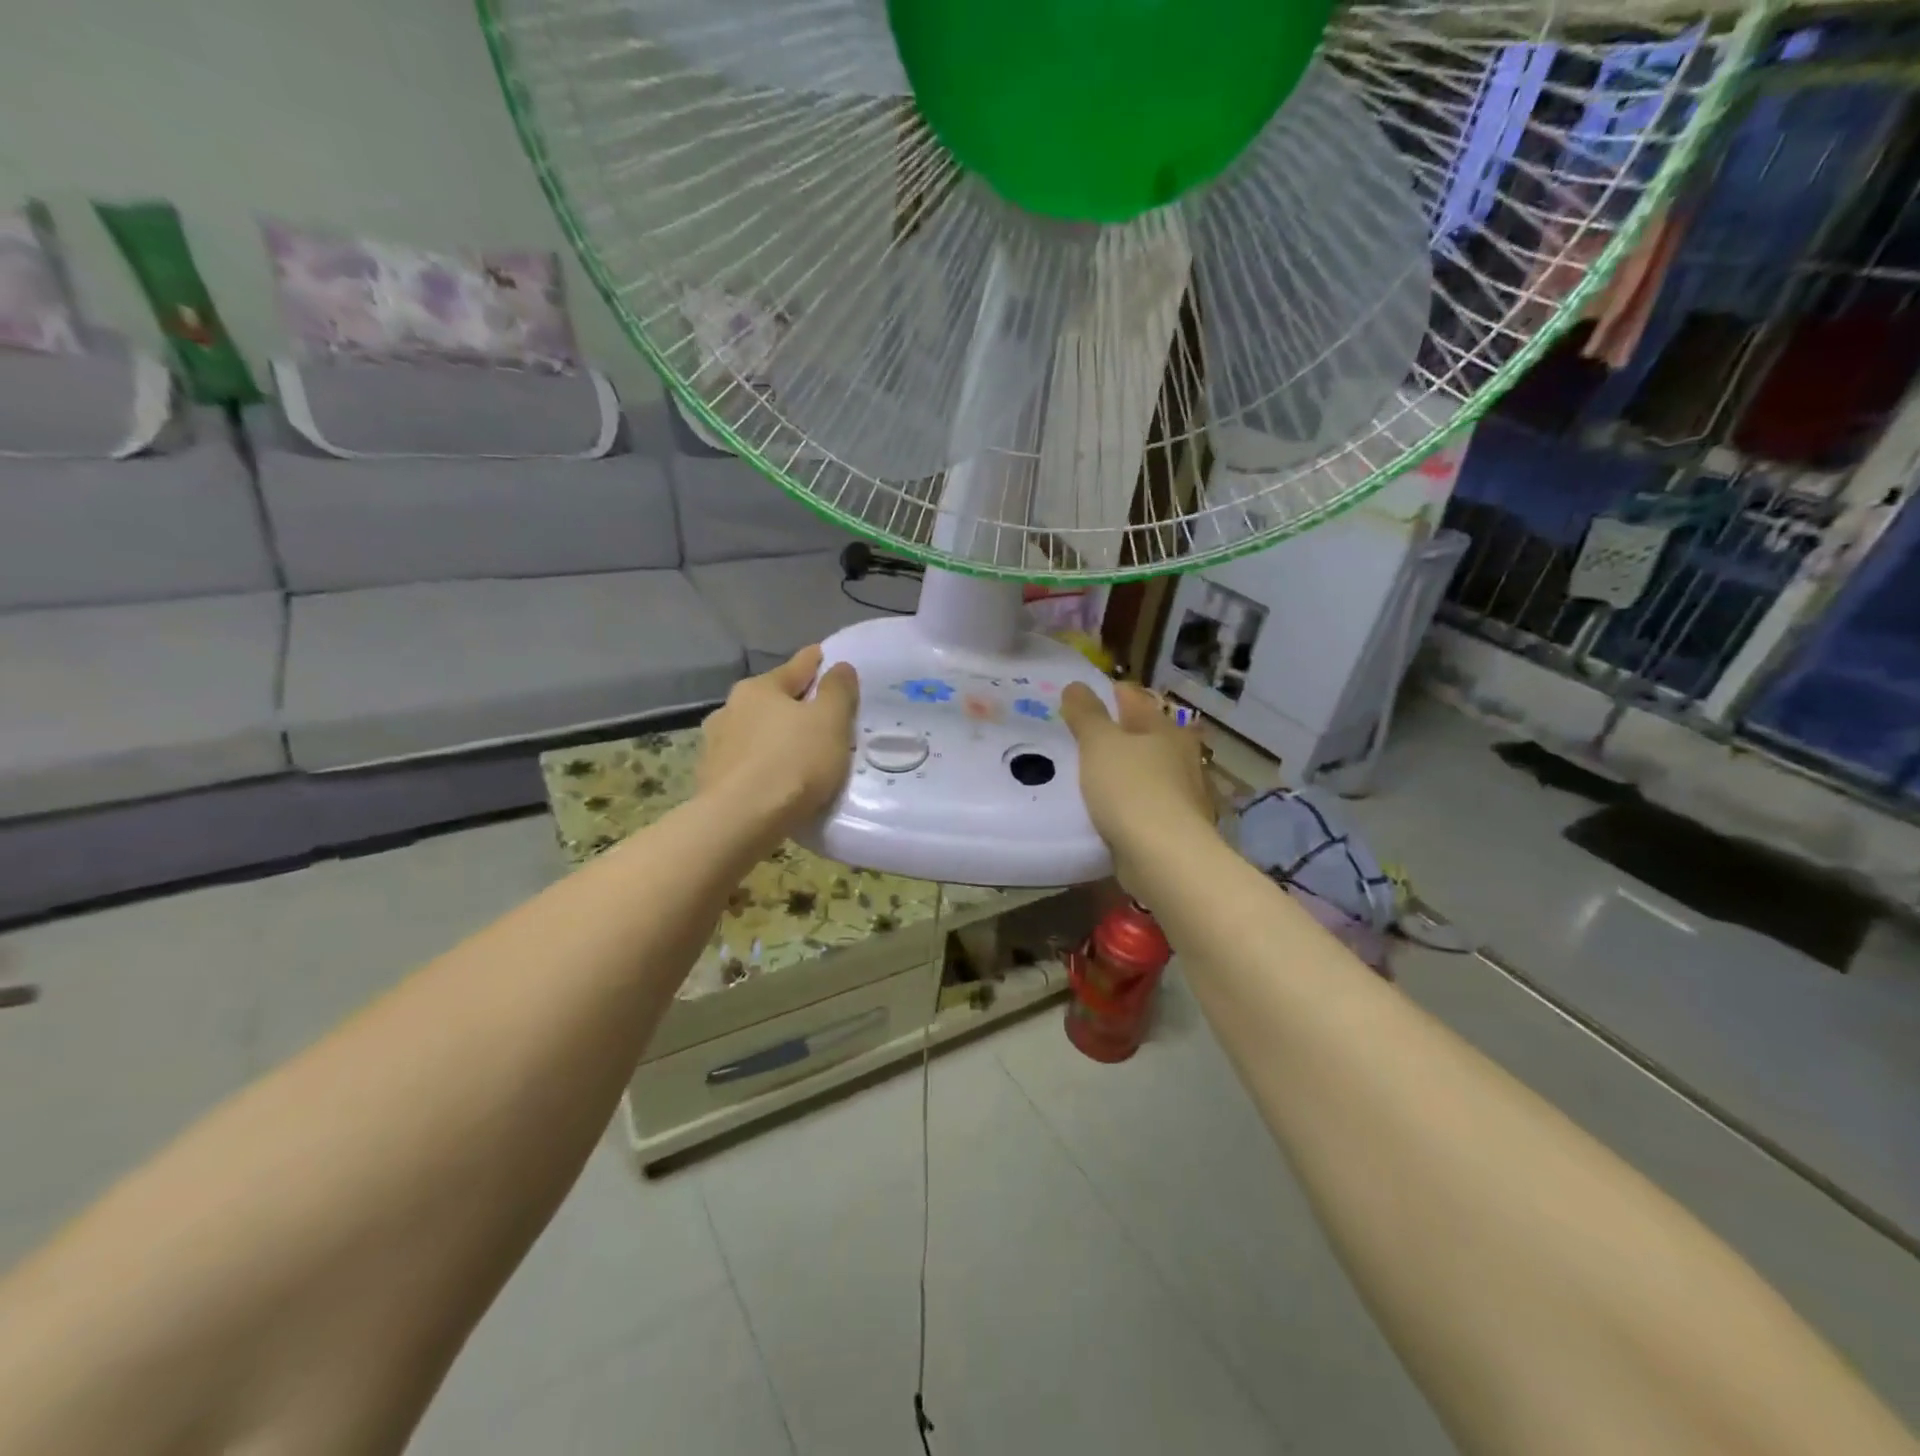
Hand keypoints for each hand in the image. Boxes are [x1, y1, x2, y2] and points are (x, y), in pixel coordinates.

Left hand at [698, 646, 858, 847]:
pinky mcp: (710, 780)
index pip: (795, 667)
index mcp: (758, 689)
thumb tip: (839, 666)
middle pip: (770, 700)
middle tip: (818, 714)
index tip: (824, 656)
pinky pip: (745, 764)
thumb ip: (838, 691)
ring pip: (754, 732)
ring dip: (773, 737)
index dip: (815, 662)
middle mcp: (729, 709)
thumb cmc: (792, 763)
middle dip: (793, 704)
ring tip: (795, 752)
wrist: (739, 821)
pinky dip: (761, 765)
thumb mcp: (830, 722)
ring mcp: (715, 746)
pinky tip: (773, 780)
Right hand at [1061, 682, 1216, 892]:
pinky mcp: (1172, 828)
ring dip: (1118, 772)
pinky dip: (1122, 803)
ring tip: (1082, 775)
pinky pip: (1140, 806)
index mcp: (1165, 730)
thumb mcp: (1100, 744)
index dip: (1107, 694)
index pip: (1133, 699)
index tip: (1078, 699)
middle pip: (1140, 737)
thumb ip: (1086, 714)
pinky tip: (1101, 810)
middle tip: (1074, 737)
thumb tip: (1076, 685)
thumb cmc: (1131, 789)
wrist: (1163, 858)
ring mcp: (1180, 795)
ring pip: (1141, 772)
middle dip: (1112, 735)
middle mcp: (1180, 757)